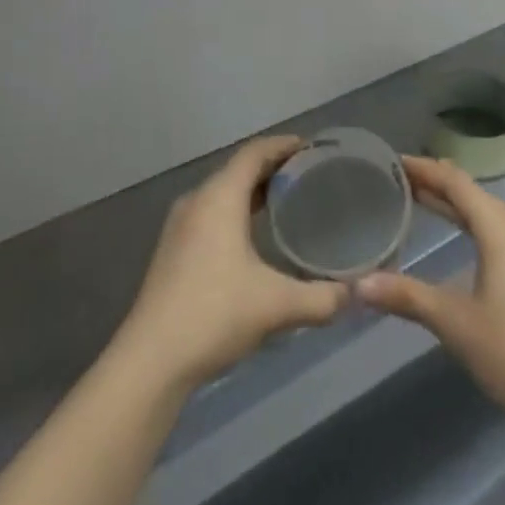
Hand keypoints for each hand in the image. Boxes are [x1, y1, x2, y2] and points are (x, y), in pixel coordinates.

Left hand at [115, 136, 350, 391]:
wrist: (151, 360)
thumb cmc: (215, 314)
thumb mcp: (276, 306)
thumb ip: (320, 298)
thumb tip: (353, 294)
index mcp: (220, 195)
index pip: (255, 152)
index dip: (283, 145)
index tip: (311, 148)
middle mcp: (198, 199)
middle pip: (239, 169)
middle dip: (272, 168)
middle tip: (307, 176)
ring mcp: (180, 225)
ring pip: (223, 192)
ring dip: (252, 191)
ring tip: (285, 203)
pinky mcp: (173, 250)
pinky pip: (211, 213)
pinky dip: (235, 211)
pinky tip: (252, 237)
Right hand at [356, 156, 504, 435]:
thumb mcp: (456, 324)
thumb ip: (407, 298)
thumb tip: (358, 285)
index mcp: (500, 229)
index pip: (456, 182)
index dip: (425, 168)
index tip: (394, 162)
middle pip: (474, 193)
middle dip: (438, 184)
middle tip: (402, 181)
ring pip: (491, 212)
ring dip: (459, 204)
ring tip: (428, 202)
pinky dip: (479, 224)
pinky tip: (472, 241)